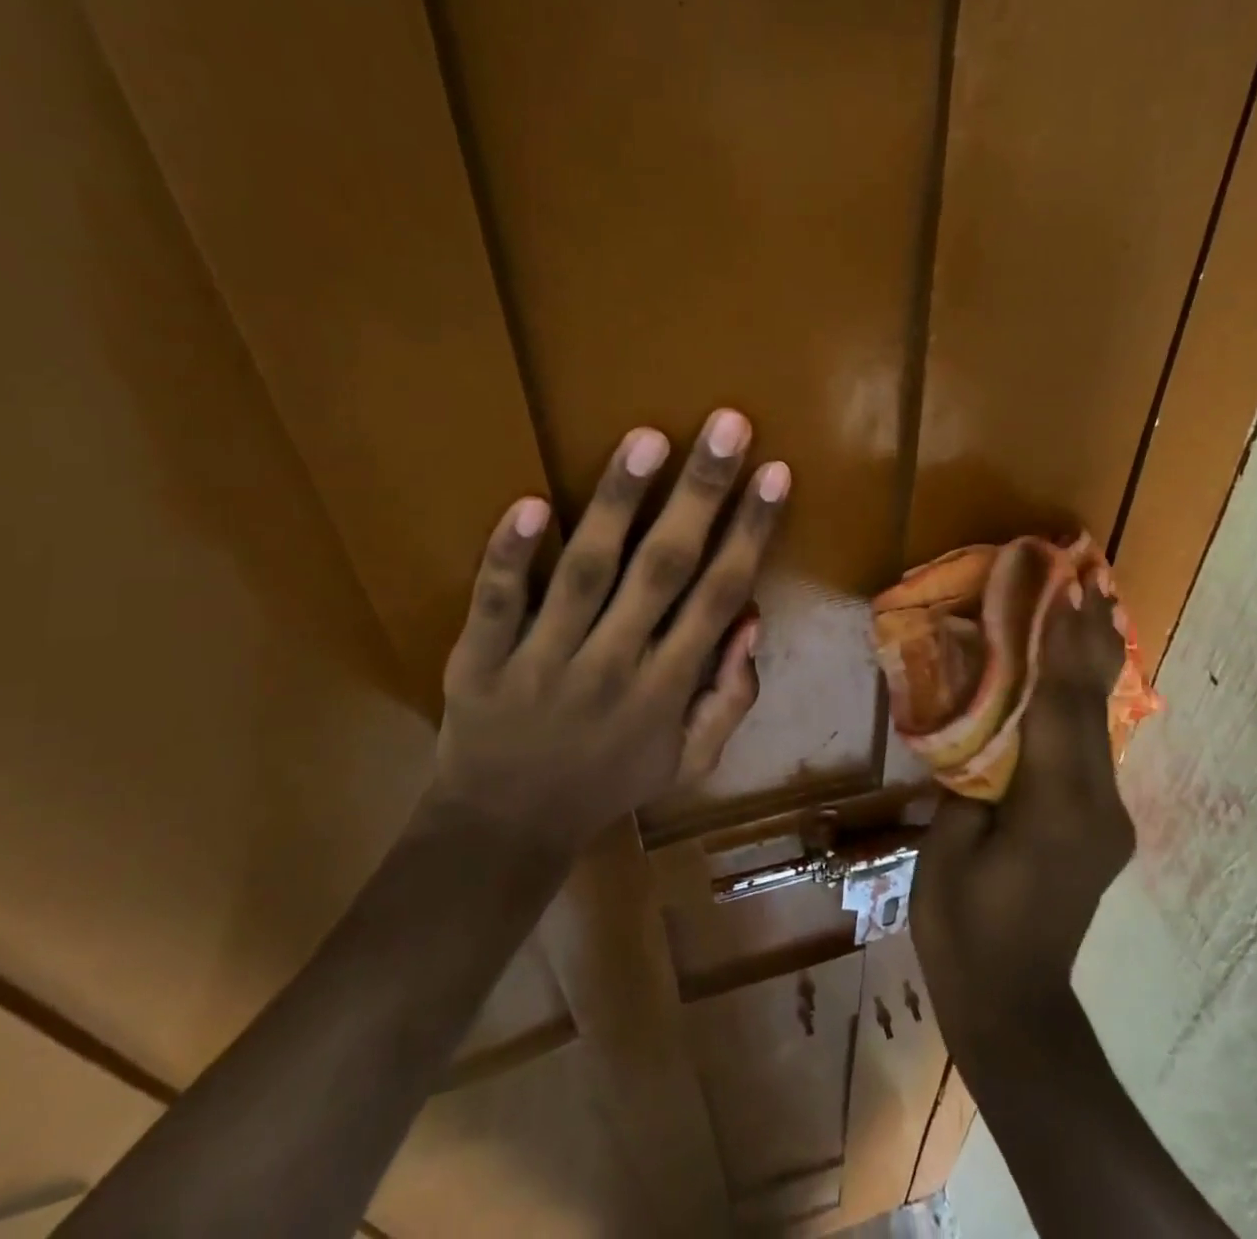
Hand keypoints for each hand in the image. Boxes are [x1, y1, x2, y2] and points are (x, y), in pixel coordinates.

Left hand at [430, 409, 787, 856]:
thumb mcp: (689, 762)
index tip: (774, 473)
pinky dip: (511, 555)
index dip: (751, 532)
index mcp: (667, 689)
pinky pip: (497, 602)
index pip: (719, 596)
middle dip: (700, 494)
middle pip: (663, 569)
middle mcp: (613, 666)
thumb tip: (753, 620)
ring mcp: (543, 660)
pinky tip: (531, 502)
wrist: (502, 831)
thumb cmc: (608, 785)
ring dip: (618, 503)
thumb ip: (730, 696)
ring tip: (648, 438)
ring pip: (586, 571)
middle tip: (727, 425)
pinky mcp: (482, 659)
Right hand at [911, 575, 1133, 1053]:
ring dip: (1094, 663)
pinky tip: (1078, 673)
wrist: (1015, 1006)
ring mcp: (1107, 816)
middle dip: (1090, 639)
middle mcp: (1096, 804)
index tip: (1064, 590)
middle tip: (1088, 578)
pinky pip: (1093, 746)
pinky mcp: (1102, 824)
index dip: (1060, 645)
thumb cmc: (963, 929)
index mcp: (1053, 809)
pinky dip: (1085, 700)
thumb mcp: (948, 848)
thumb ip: (970, 781)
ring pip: (1102, 723)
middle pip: (1093, 706)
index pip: (1058, 708)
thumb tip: (980, 730)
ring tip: (1091, 608)